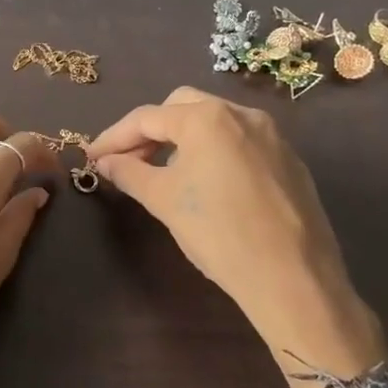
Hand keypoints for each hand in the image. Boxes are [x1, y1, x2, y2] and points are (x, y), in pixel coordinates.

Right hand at [89, 87, 385, 387]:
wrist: (294, 280)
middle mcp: (241, 114)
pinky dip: (213, 150)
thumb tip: (106, 161)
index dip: (114, 137)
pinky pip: (239, 141)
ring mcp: (271, 135)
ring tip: (162, 171)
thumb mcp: (164, 201)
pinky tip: (205, 183)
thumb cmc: (219, 234)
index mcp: (207, 118)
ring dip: (181, 138)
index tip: (92, 156)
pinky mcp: (289, 159)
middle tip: (128, 160)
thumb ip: (129, 173)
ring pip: (213, 121)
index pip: (146, 118)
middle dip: (150, 129)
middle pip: (181, 107)